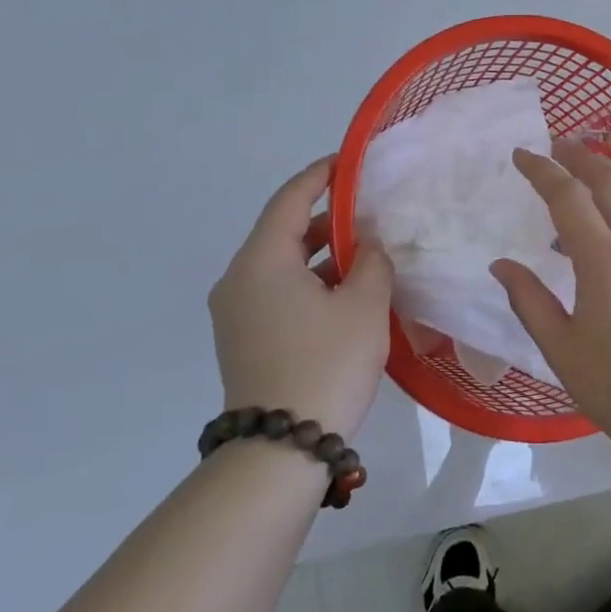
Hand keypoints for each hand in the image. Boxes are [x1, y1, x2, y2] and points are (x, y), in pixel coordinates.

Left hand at [208, 157, 394, 438]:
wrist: (282, 449)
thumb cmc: (326, 364)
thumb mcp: (363, 306)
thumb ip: (372, 262)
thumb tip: (369, 244)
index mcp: (262, 262)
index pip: (290, 200)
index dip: (320, 176)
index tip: (348, 162)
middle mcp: (239, 280)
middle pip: (284, 232)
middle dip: (328, 218)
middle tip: (370, 210)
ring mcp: (237, 313)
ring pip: (283, 265)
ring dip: (322, 254)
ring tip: (367, 251)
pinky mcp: (245, 339)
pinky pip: (279, 292)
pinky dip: (311, 282)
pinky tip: (348, 292)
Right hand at [490, 140, 610, 457]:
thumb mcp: (559, 347)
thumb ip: (528, 299)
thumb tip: (502, 264)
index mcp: (604, 260)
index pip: (569, 197)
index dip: (542, 171)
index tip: (520, 154)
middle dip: (581, 156)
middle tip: (555, 146)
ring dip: (610, 173)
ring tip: (584, 173)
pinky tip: (609, 223)